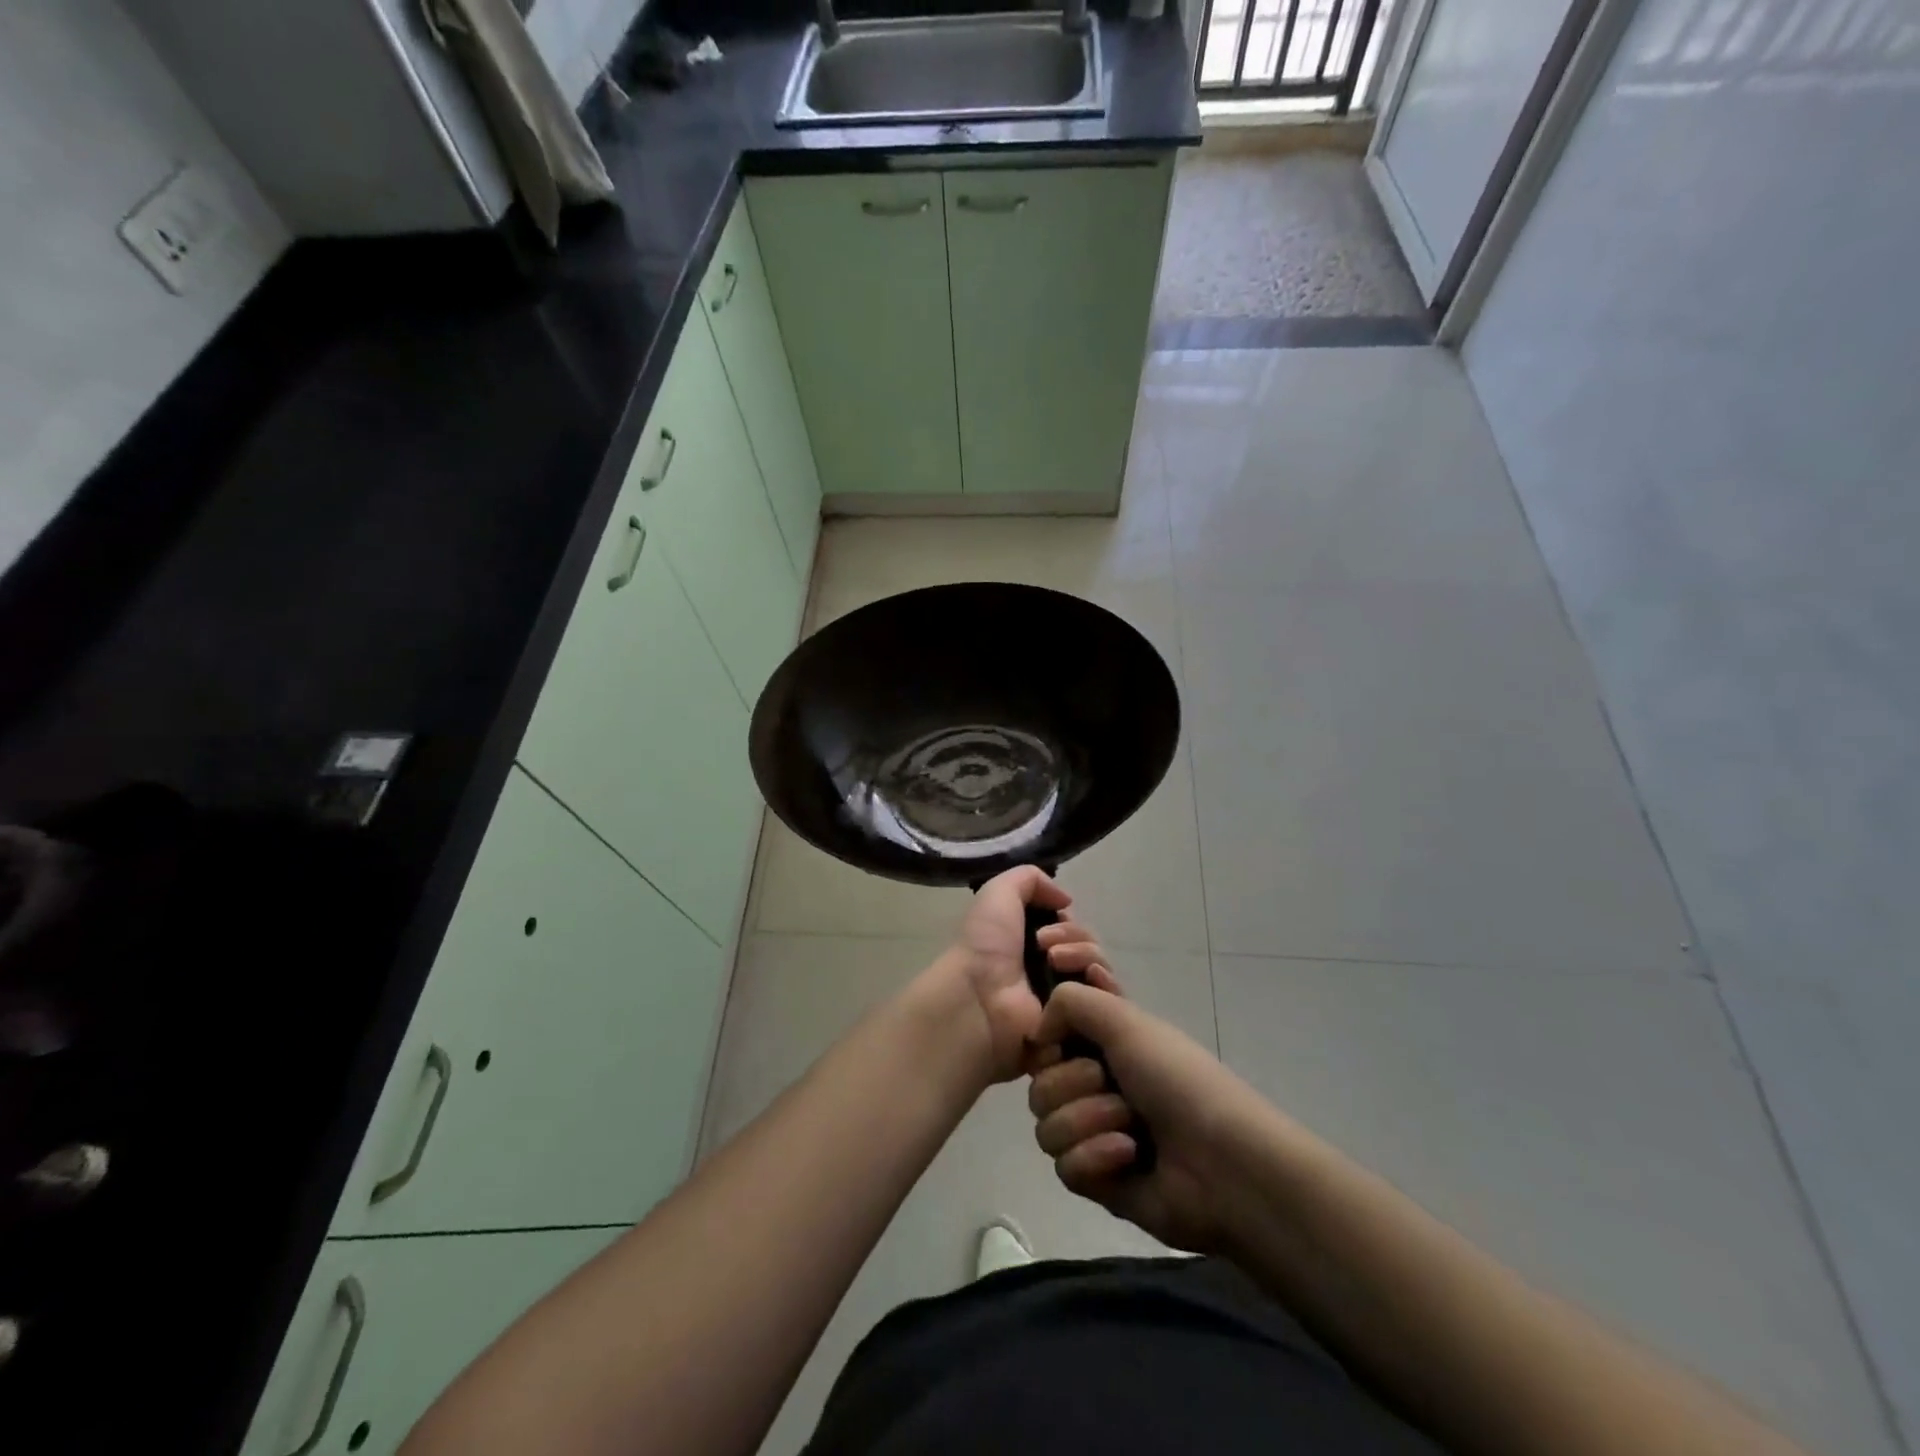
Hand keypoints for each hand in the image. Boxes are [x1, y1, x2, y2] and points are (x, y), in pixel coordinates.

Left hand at [936, 865, 1092, 1083]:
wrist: (980, 997)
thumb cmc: (985, 944)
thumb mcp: (999, 892)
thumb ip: (1030, 879)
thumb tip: (1066, 900)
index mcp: (1031, 943)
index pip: (1072, 929)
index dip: (1068, 921)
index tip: (1052, 920)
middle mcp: (1050, 970)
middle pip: (1089, 946)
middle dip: (1076, 937)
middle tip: (1046, 946)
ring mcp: (1066, 1000)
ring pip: (1100, 969)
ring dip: (1086, 956)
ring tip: (1056, 962)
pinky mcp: (1079, 1026)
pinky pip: (1109, 1002)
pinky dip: (1104, 985)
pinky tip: (1088, 979)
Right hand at [1026, 970, 1266, 1255]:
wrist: (1222, 1164)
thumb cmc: (1176, 1079)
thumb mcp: (1124, 1019)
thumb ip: (1069, 1001)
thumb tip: (1037, 1032)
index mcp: (1102, 1043)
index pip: (1049, 1032)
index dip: (1048, 1034)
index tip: (1057, 1035)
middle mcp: (1093, 1083)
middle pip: (1039, 1081)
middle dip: (1073, 1083)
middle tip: (1112, 1086)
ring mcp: (1092, 1133)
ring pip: (1046, 1125)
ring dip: (1088, 1121)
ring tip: (1130, 1128)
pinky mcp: (1096, 1179)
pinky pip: (1064, 1165)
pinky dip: (1096, 1158)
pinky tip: (1129, 1158)